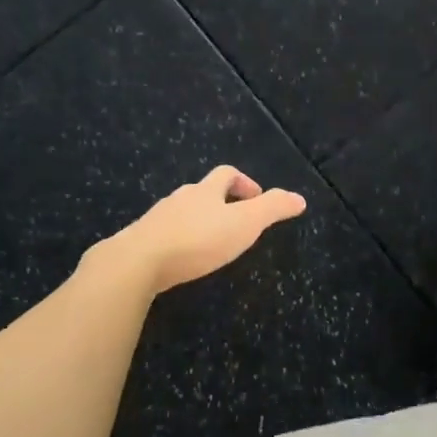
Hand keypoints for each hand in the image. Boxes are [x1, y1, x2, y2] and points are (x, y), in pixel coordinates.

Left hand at [94, 166, 306, 294]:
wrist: (136, 263)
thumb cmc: (197, 240)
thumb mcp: (245, 223)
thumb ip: (273, 209)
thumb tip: (300, 198)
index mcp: (205, 191)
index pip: (226, 174)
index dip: (244, 182)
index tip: (256, 198)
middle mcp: (179, 199)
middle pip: (202, 191)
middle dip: (220, 202)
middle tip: (235, 222)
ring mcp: (156, 219)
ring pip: (181, 213)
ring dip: (197, 221)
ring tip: (210, 243)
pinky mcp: (139, 242)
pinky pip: (163, 235)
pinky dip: (176, 241)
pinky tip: (181, 260)